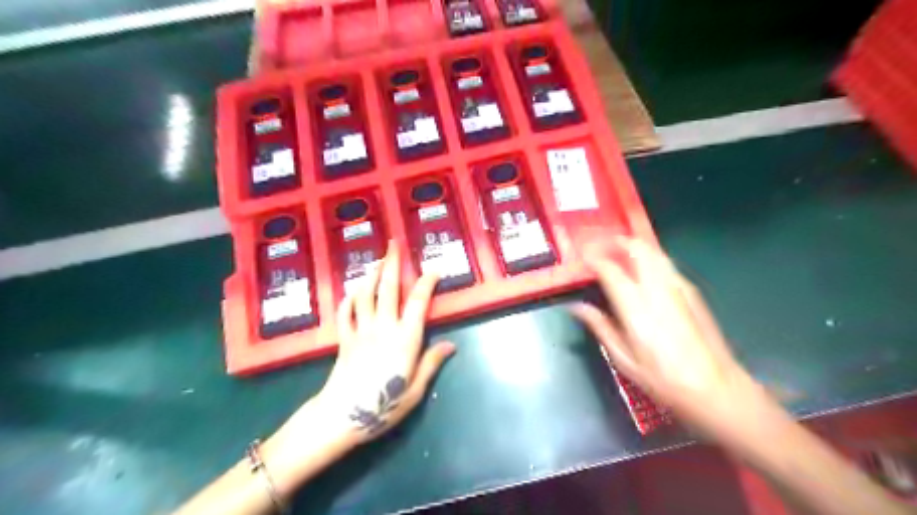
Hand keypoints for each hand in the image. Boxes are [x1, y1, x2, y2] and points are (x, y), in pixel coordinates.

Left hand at [312, 242, 454, 446]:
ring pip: (365, 294)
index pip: (418, 302)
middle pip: (388, 289)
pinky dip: (349, 299)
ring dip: (371, 274)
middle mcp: (383, 327)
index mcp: (405, 338)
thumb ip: (432, 363)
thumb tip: (451, 345)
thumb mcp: (416, 390)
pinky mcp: (345, 338)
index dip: (427, 282)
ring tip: (376, 261)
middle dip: (392, 264)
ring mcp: (361, 330)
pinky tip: (353, 291)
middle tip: (394, 244)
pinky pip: (345, 312)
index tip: (434, 270)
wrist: (341, 417)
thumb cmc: (383, 406)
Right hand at [571, 238, 771, 438]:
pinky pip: (666, 264)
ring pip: (654, 252)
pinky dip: (650, 259)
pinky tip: (645, 272)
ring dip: (635, 247)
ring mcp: (678, 288)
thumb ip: (600, 327)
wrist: (716, 388)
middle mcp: (658, 289)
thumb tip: (577, 307)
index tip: (582, 257)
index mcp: (636, 306)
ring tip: (620, 255)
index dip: (593, 258)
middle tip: (601, 247)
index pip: (610, 269)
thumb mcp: (624, 359)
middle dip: (617, 242)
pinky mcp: (692, 292)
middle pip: (637, 249)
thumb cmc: (663, 379)